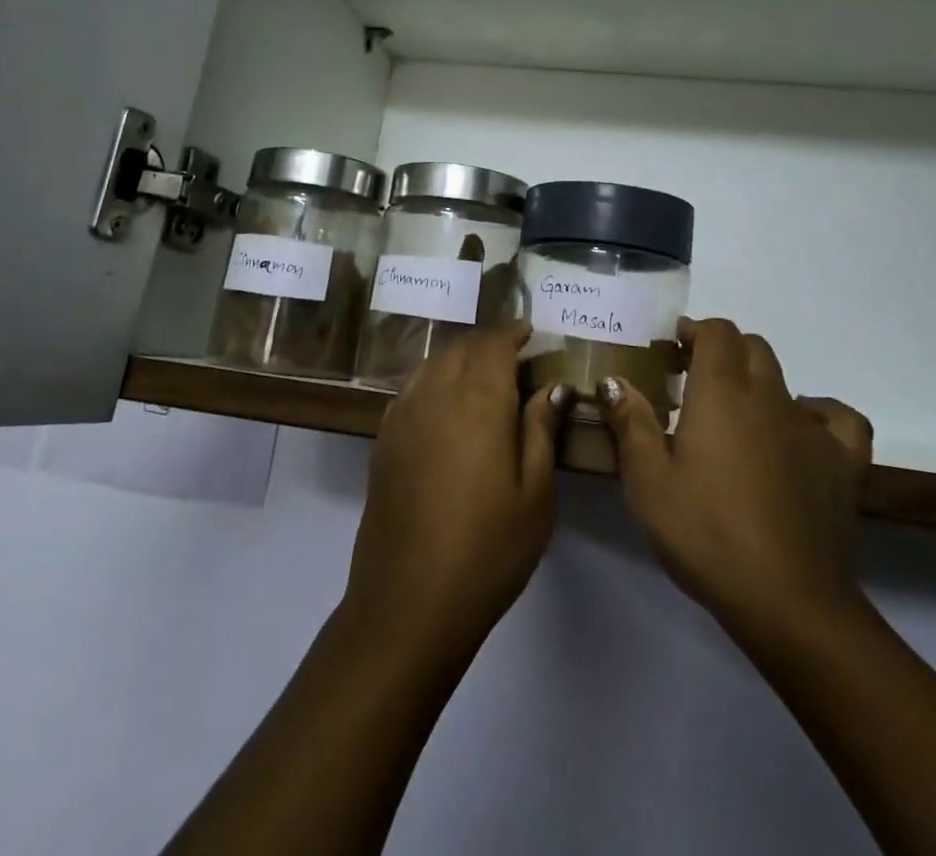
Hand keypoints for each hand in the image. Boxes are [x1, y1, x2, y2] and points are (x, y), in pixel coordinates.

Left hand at [343, 322, 569, 654]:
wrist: (408, 603)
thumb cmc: (488, 550)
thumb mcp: (535, 495)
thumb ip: (541, 430)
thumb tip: (552, 387)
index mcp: (478, 402)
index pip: (494, 344)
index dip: (512, 332)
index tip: (530, 332)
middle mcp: (436, 395)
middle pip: (460, 348)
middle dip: (487, 343)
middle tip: (513, 357)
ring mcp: (403, 417)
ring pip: (432, 364)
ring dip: (458, 359)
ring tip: (481, 377)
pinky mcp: (383, 441)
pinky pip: (411, 389)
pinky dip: (432, 381)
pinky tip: (445, 406)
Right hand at [599, 317, 873, 648]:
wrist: (787, 600)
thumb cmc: (706, 533)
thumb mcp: (648, 482)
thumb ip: (631, 423)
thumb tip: (614, 380)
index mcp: (722, 392)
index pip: (717, 332)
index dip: (696, 331)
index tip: (674, 349)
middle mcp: (769, 396)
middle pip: (752, 347)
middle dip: (723, 352)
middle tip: (696, 382)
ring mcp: (812, 428)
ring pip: (787, 380)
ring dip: (759, 384)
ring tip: (738, 417)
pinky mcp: (843, 463)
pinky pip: (839, 420)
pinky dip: (820, 416)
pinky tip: (802, 434)